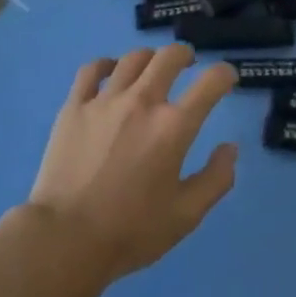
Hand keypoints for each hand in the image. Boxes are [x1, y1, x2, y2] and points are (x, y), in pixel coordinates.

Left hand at [26, 46, 238, 283]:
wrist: (64, 241)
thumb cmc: (129, 232)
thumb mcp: (184, 216)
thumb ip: (215, 180)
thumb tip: (230, 148)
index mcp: (173, 127)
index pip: (210, 83)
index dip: (225, 74)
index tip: (227, 78)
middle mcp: (143, 101)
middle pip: (169, 56)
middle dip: (185, 54)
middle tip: (188, 63)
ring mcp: (106, 100)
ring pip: (133, 58)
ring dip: (150, 58)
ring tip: (151, 68)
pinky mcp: (75, 106)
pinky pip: (92, 70)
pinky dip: (106, 64)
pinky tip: (111, 71)